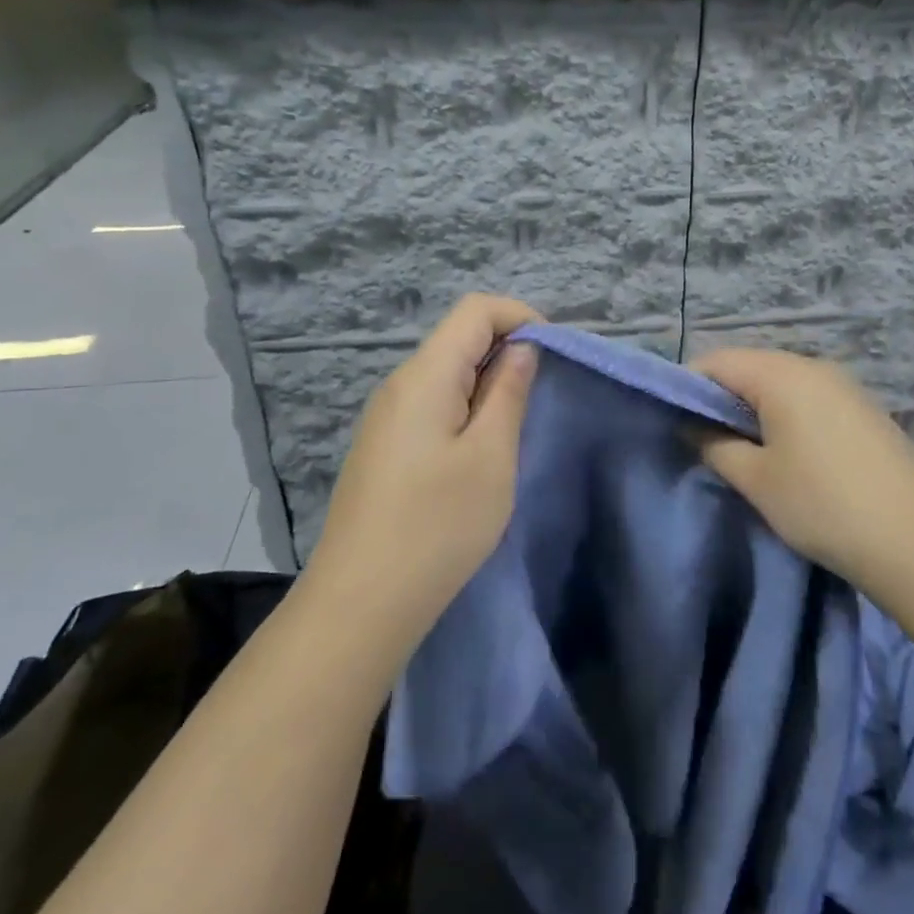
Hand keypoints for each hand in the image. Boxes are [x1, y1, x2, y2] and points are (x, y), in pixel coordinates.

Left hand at [309, 294, 540, 646]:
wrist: (360, 603)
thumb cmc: (437, 526)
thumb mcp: (491, 456)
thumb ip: (508, 392)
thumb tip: (522, 348)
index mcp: (425, 375)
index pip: (476, 310)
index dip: (521, 317)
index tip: (553, 357)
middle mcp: (400, 384)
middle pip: (459, 337)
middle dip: (507, 350)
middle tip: (541, 397)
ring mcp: (387, 416)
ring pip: (447, 372)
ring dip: (488, 383)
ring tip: (514, 428)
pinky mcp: (385, 446)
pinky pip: (433, 403)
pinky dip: (466, 408)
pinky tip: (478, 452)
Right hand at [692, 348, 913, 587]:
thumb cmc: (822, 504)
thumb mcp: (756, 479)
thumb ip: (714, 445)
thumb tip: (692, 426)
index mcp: (782, 373)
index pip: (716, 361)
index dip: (687, 387)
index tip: (673, 423)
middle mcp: (813, 366)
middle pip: (749, 368)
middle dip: (720, 399)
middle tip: (704, 442)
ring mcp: (844, 386)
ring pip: (780, 384)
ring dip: (754, 410)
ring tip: (743, 453)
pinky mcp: (863, 410)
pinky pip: (809, 399)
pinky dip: (785, 417)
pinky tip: (787, 456)